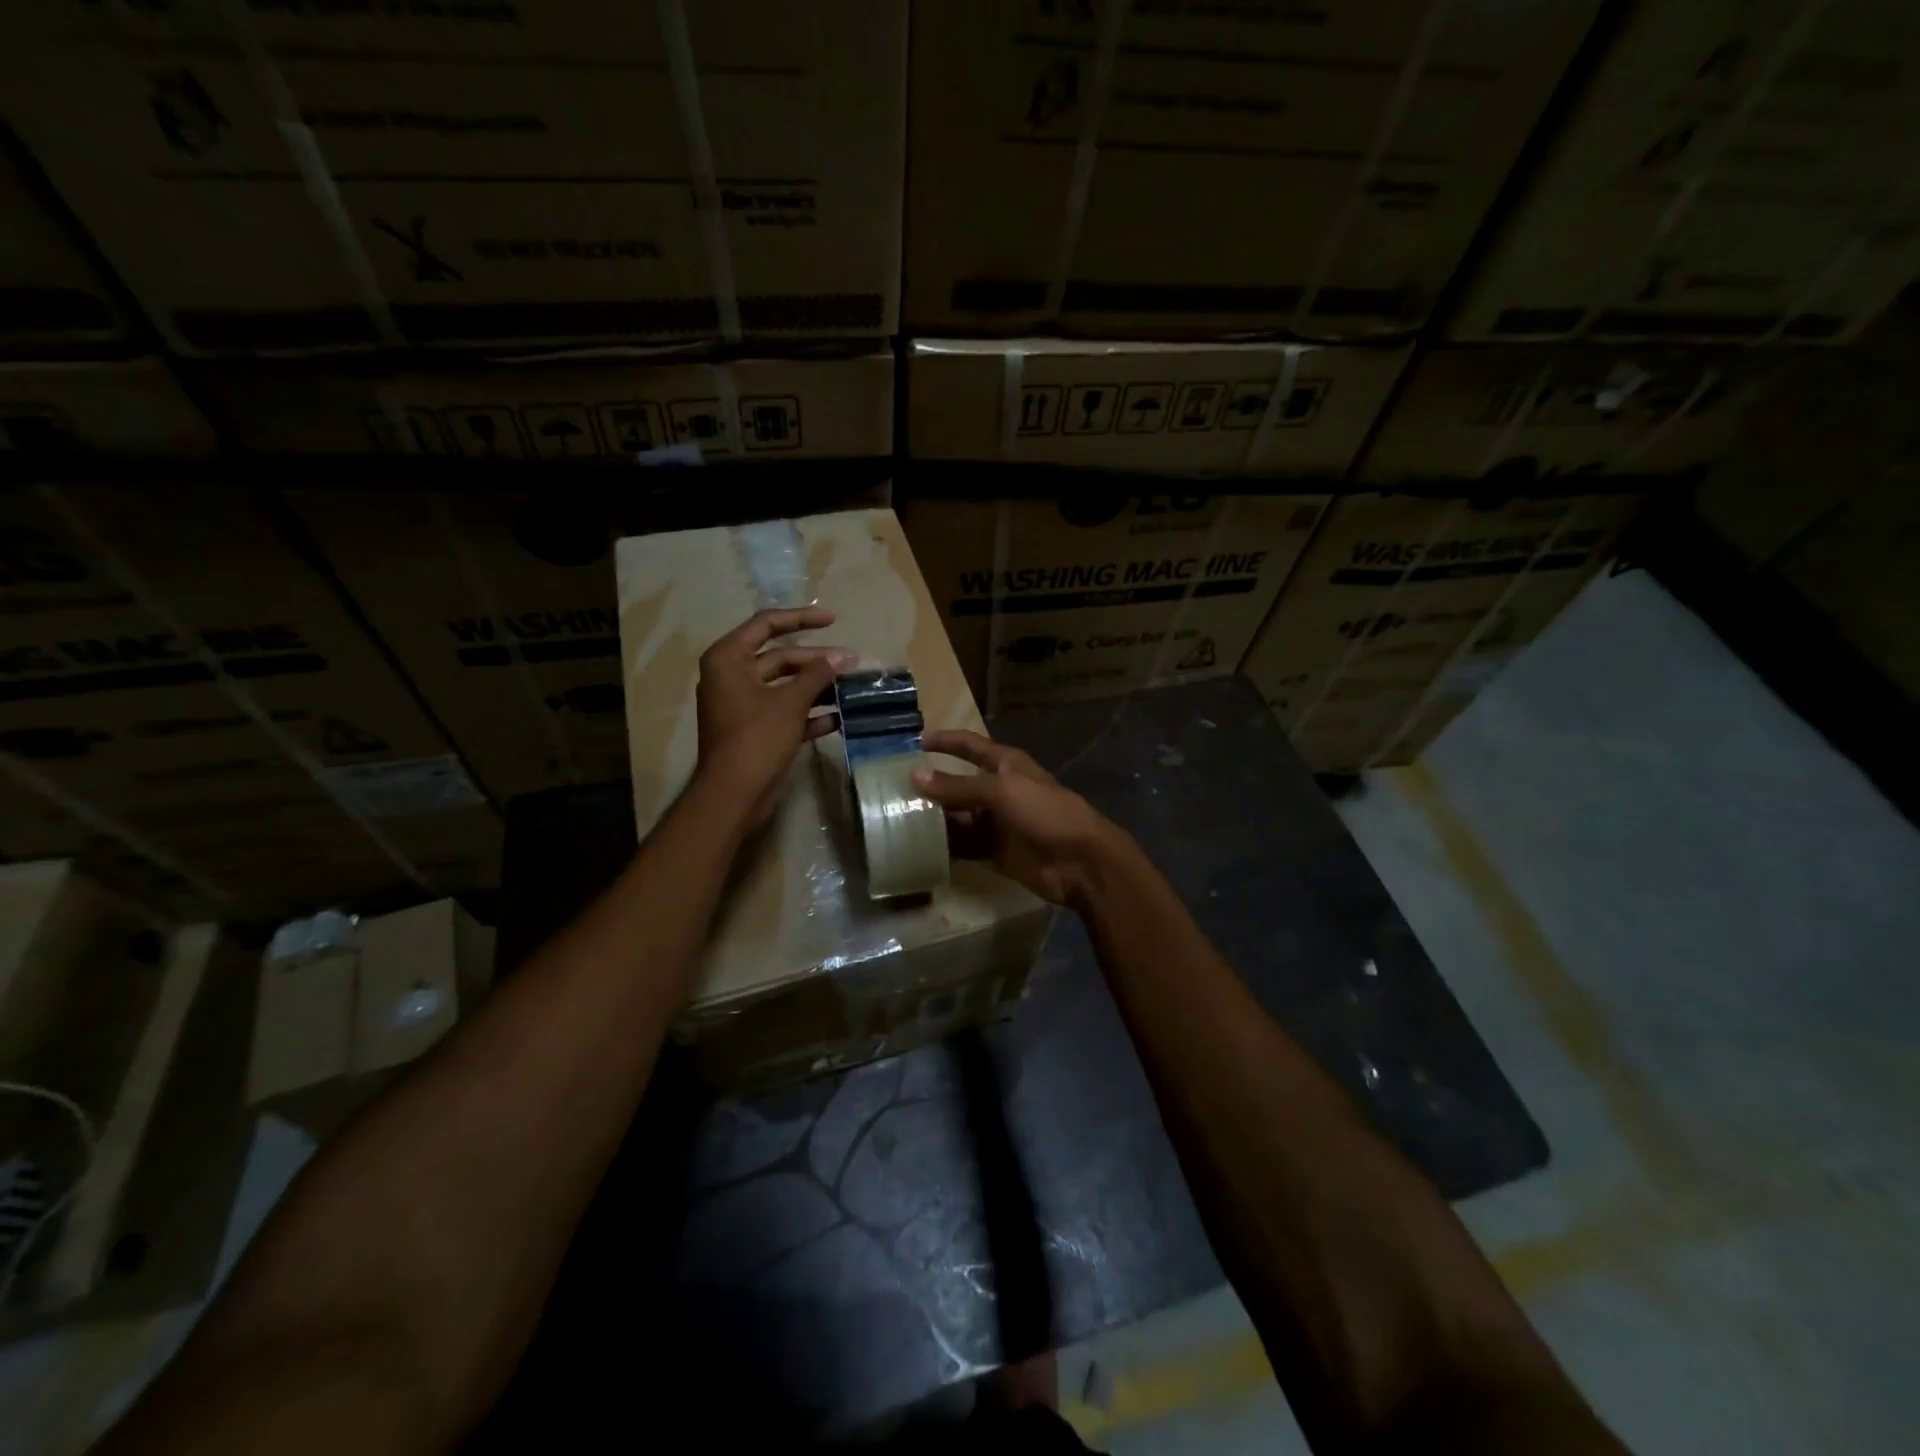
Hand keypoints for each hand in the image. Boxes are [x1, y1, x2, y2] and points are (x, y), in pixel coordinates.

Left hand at [696, 607, 852, 825]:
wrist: (734, 794)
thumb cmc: (756, 737)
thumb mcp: (790, 702)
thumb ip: (818, 674)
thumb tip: (844, 657)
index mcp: (728, 659)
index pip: (766, 624)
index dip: (801, 618)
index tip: (832, 619)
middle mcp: (731, 677)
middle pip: (778, 657)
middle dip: (815, 660)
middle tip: (850, 662)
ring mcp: (742, 705)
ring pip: (784, 686)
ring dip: (815, 686)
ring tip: (849, 687)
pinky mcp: (754, 730)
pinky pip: (784, 712)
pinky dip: (807, 713)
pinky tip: (837, 718)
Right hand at [912, 729, 1127, 906]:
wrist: (1080, 861)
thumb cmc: (1046, 813)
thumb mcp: (1002, 791)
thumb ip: (958, 786)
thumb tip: (915, 775)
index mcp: (1006, 766)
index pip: (970, 746)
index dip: (946, 741)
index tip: (915, 740)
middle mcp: (999, 790)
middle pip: (958, 784)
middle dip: (930, 785)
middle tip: (892, 789)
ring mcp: (996, 822)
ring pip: (957, 817)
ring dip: (934, 818)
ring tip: (898, 819)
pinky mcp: (995, 851)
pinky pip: (963, 845)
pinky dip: (944, 846)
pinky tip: (918, 847)